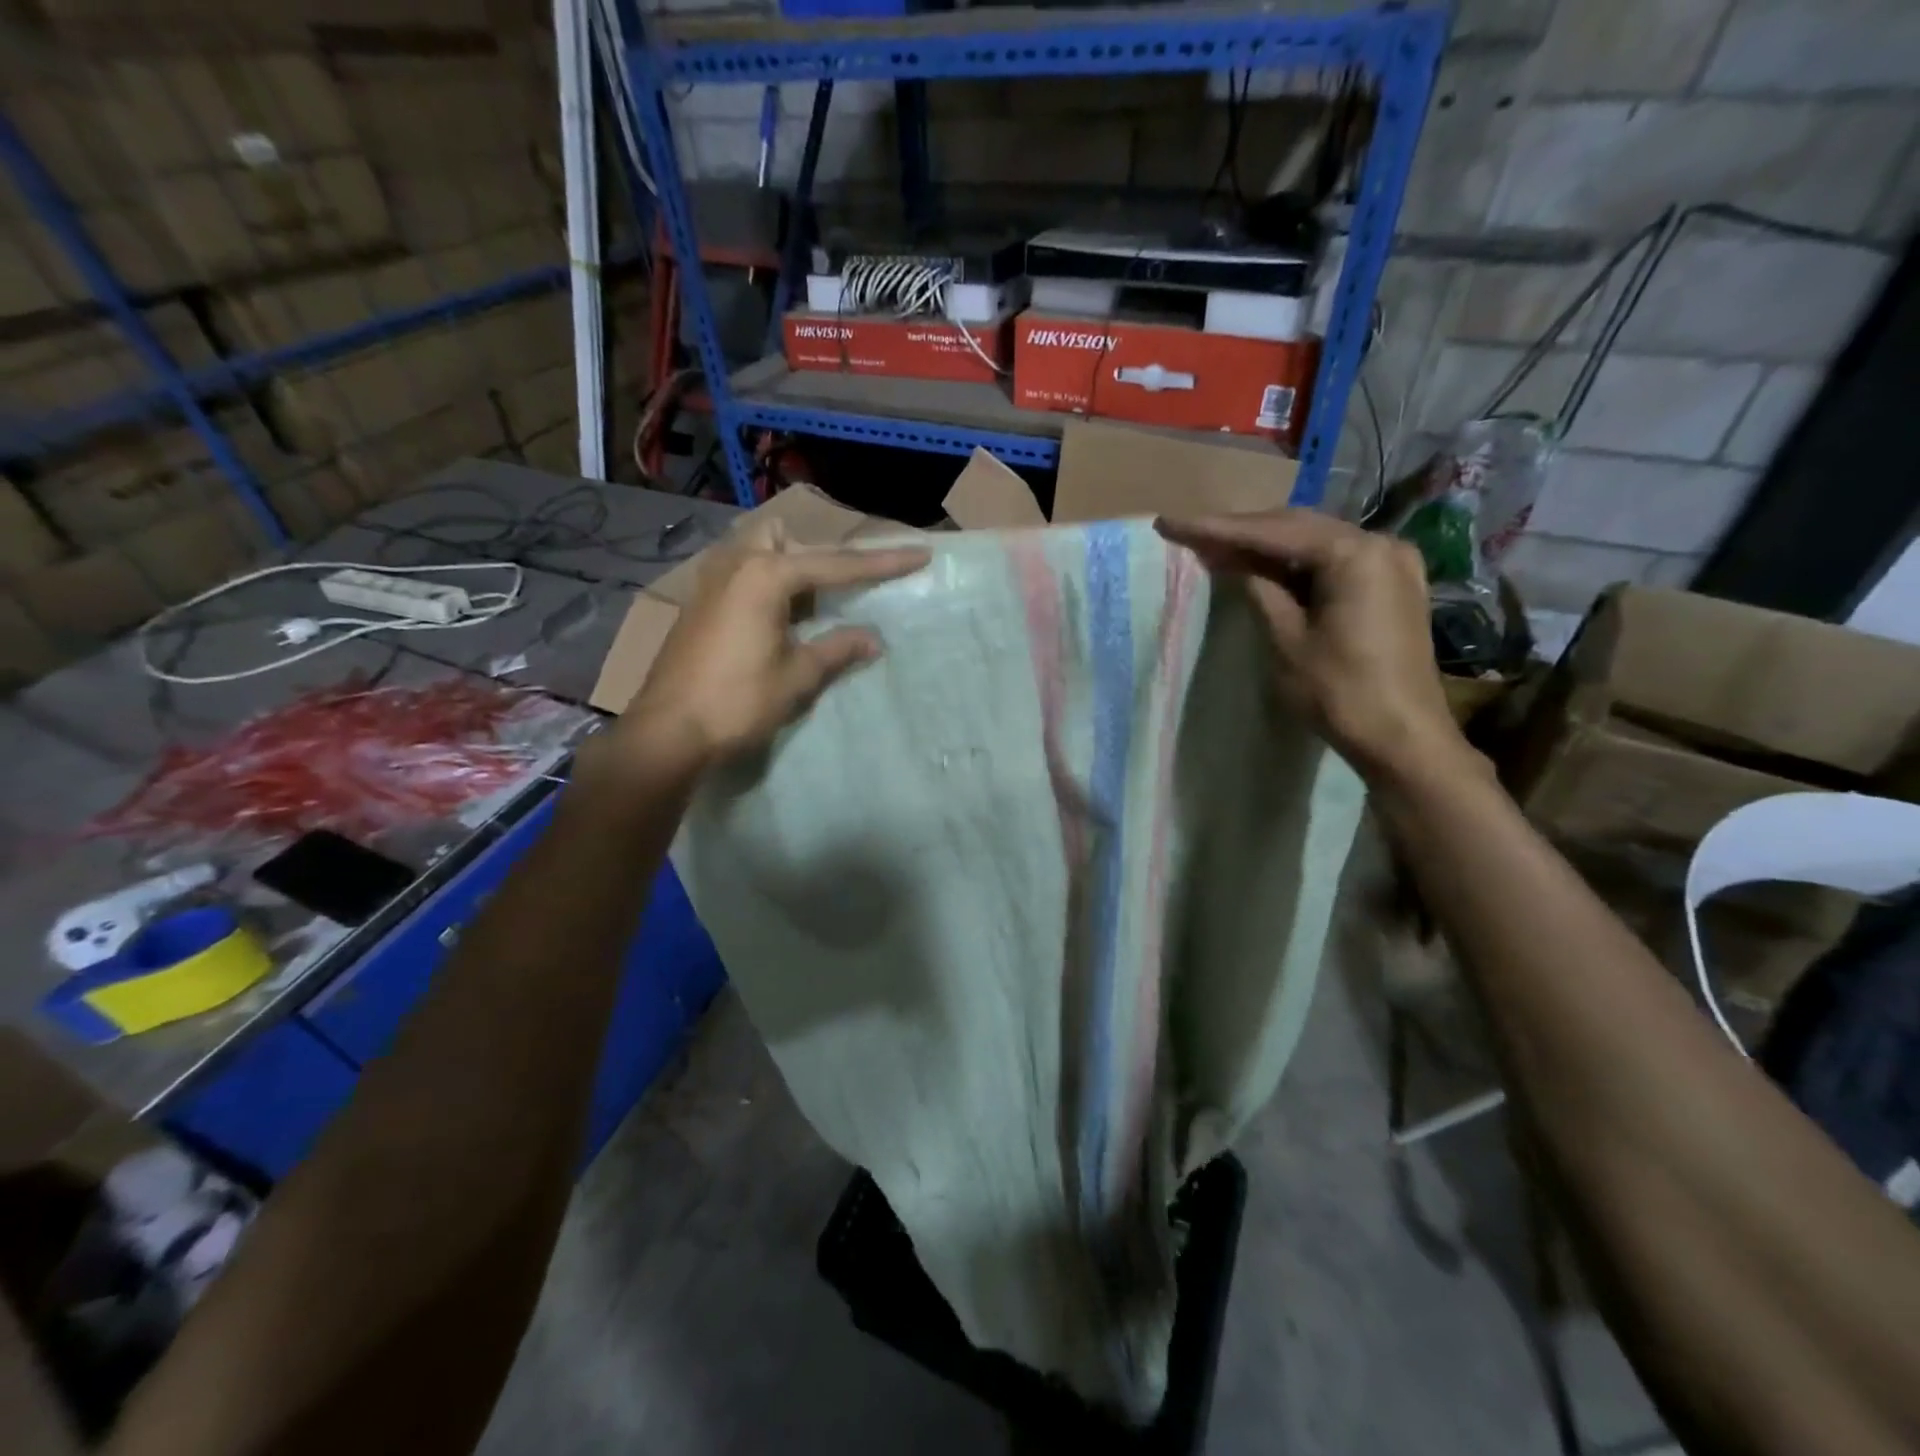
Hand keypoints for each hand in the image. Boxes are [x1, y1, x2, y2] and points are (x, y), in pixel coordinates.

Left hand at [615, 518, 928, 770]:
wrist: (668, 730)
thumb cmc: (738, 700)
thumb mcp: (798, 676)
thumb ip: (838, 649)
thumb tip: (873, 639)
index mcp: (765, 575)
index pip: (837, 565)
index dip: (882, 563)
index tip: (919, 555)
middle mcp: (735, 564)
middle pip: (782, 538)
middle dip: (813, 556)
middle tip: (832, 594)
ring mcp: (710, 582)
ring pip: (755, 553)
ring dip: (785, 571)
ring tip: (805, 611)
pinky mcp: (697, 604)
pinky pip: (739, 576)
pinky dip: (764, 588)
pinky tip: (773, 625)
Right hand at [1155, 509, 1467, 783]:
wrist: (1403, 738)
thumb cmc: (1340, 692)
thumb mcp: (1286, 640)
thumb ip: (1259, 590)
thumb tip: (1231, 559)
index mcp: (1354, 554)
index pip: (1273, 531)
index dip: (1218, 528)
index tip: (1172, 523)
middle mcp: (1380, 543)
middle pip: (1297, 527)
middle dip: (1242, 531)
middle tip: (1192, 534)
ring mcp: (1393, 562)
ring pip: (1316, 542)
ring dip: (1268, 546)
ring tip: (1218, 548)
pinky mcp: (1393, 584)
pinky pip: (1335, 561)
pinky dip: (1297, 563)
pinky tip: (1264, 567)